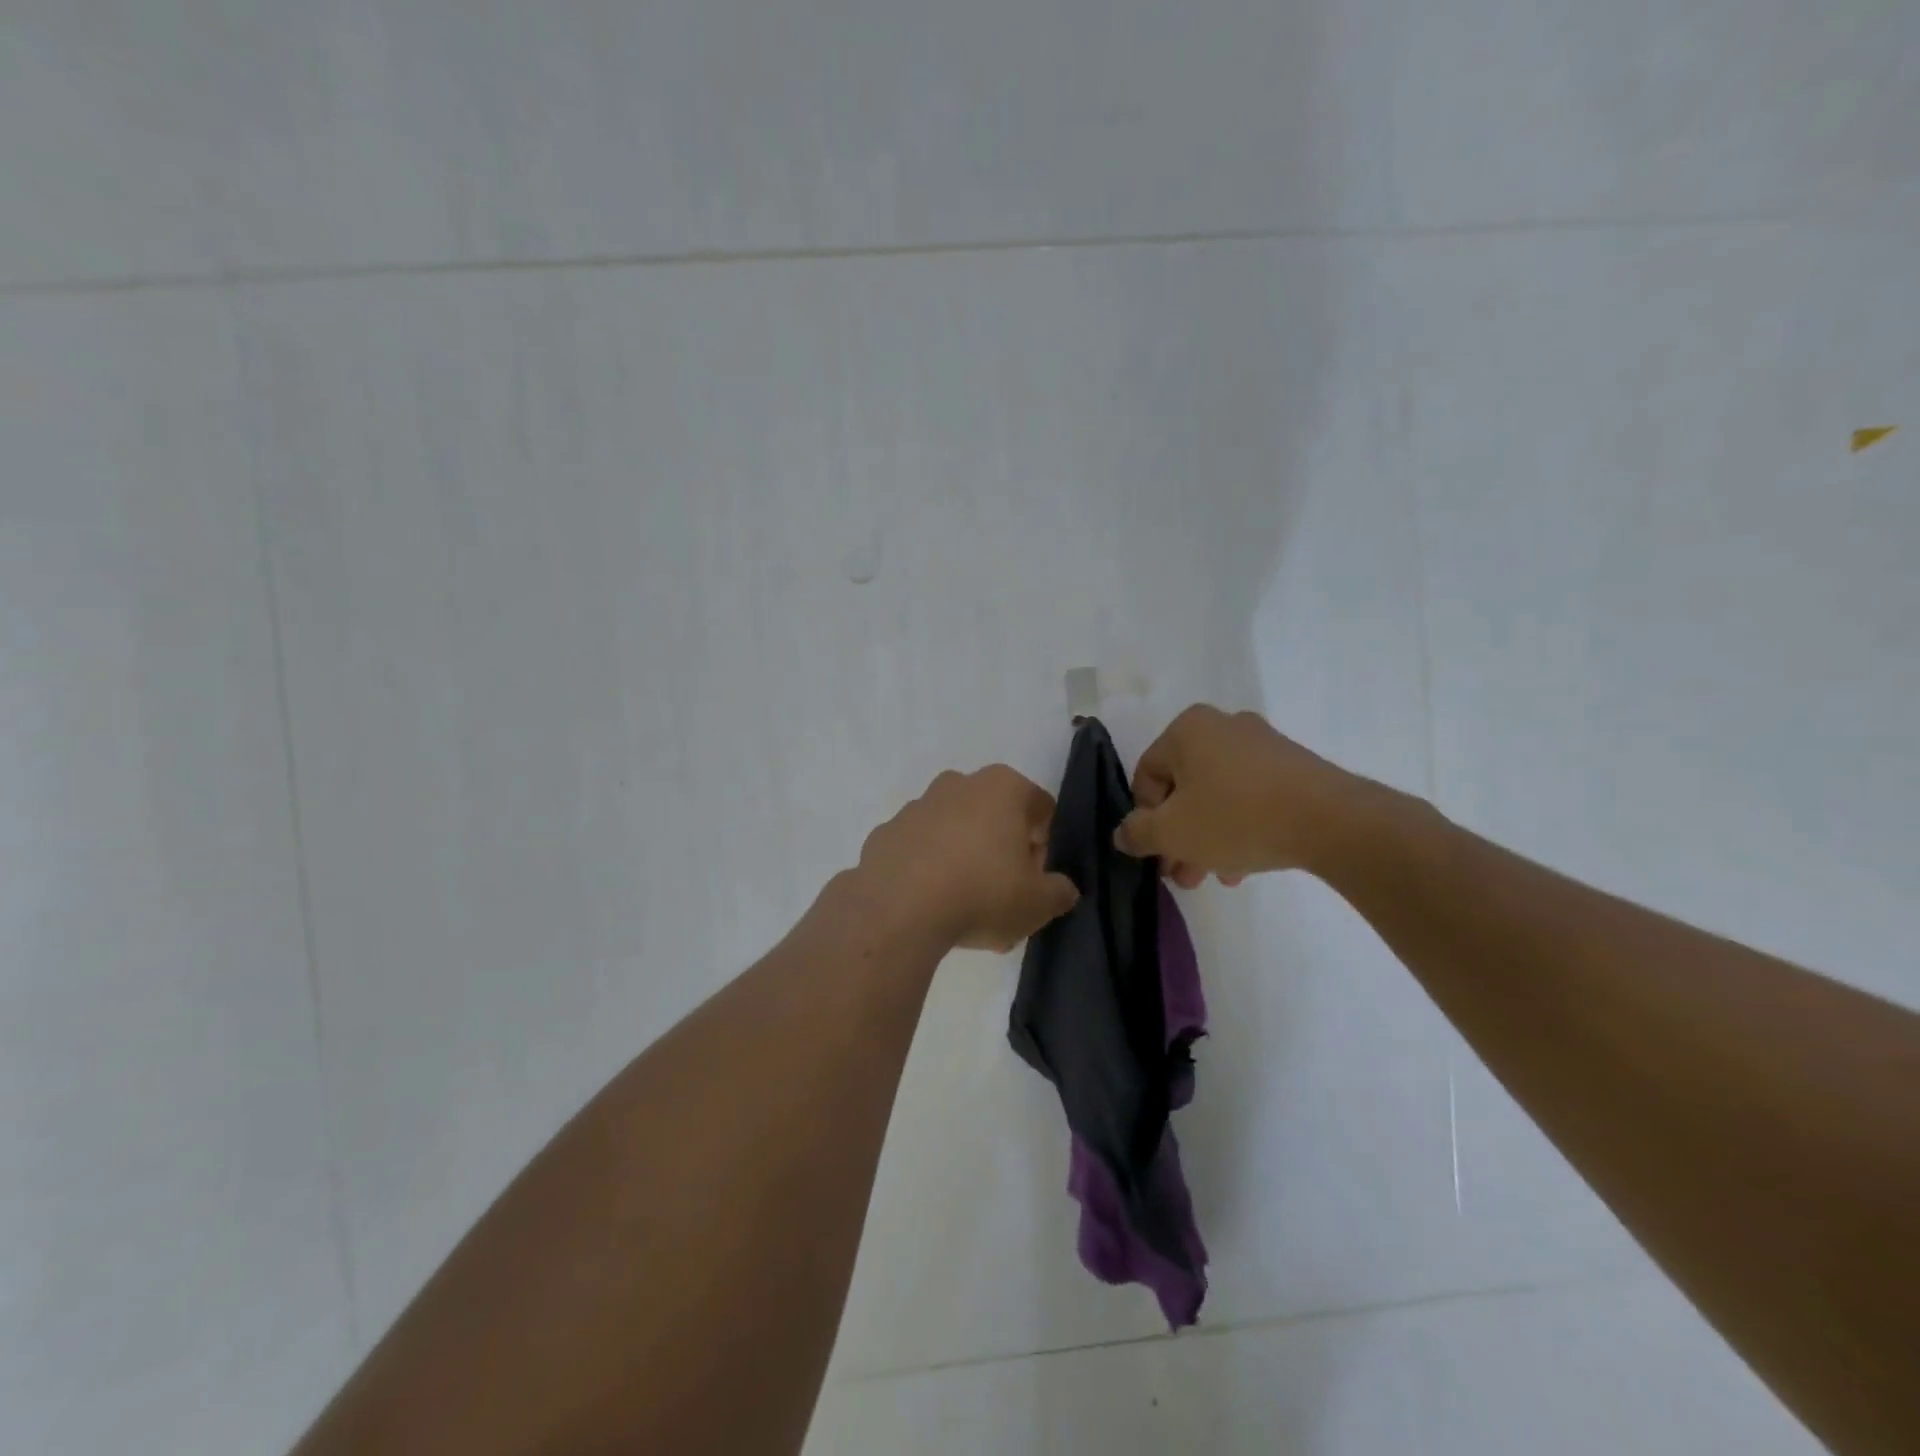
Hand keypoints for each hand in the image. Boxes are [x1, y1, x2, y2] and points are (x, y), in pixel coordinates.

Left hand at [858, 766, 1079, 952]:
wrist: (898, 911)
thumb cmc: (982, 894)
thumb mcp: (1038, 904)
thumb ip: (1059, 892)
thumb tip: (1062, 889)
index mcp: (1002, 787)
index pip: (1040, 808)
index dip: (1045, 845)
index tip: (1036, 879)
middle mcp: (958, 784)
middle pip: (995, 814)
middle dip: (1003, 848)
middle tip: (1004, 892)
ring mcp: (916, 806)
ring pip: (954, 829)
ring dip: (964, 857)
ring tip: (965, 906)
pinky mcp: (885, 833)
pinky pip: (919, 849)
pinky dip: (928, 868)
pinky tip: (930, 904)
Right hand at [1114, 706, 1356, 886]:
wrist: (1331, 821)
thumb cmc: (1236, 817)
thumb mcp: (1171, 832)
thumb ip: (1136, 832)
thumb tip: (1123, 834)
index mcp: (1187, 729)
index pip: (1146, 776)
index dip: (1144, 819)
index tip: (1157, 853)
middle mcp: (1223, 726)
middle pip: (1184, 788)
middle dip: (1179, 836)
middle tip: (1182, 875)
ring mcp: (1262, 745)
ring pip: (1218, 796)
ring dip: (1207, 838)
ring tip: (1214, 877)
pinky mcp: (1293, 766)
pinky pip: (1251, 797)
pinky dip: (1240, 828)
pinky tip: (1242, 866)